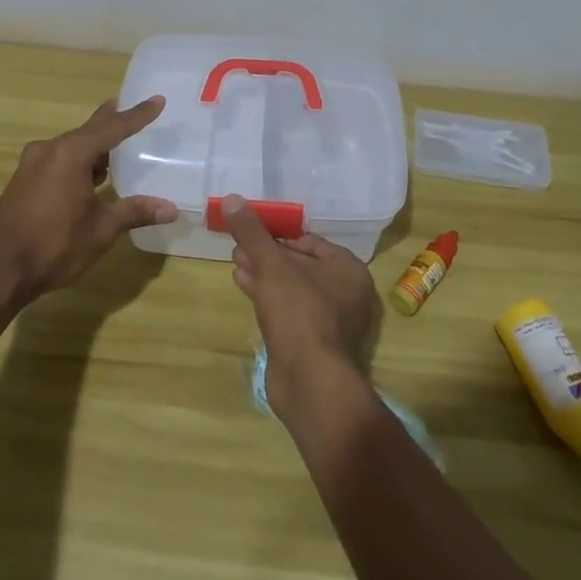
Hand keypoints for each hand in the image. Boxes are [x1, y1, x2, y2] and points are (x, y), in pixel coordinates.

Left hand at [0, 97, 176, 308]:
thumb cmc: (52, 245)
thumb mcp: (101, 230)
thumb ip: (134, 212)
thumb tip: (171, 208)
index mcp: (71, 154)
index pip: (113, 128)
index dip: (138, 115)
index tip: (157, 100)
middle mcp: (50, 150)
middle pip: (88, 130)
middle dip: (110, 120)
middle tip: (128, 105)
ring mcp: (32, 165)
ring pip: (71, 146)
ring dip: (94, 144)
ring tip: (114, 142)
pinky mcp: (23, 181)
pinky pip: (58, 160)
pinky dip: (78, 160)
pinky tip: (89, 173)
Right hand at [219, 196, 380, 419]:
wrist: (309, 381)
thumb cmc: (299, 312)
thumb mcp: (272, 265)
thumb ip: (253, 232)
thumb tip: (232, 198)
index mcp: (348, 269)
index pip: (311, 241)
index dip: (280, 234)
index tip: (252, 230)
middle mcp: (345, 292)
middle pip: (300, 264)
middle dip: (268, 254)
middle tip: (238, 245)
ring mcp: (330, 321)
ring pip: (292, 287)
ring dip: (263, 274)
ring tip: (235, 261)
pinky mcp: (312, 343)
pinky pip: (288, 310)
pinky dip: (266, 296)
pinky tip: (242, 284)